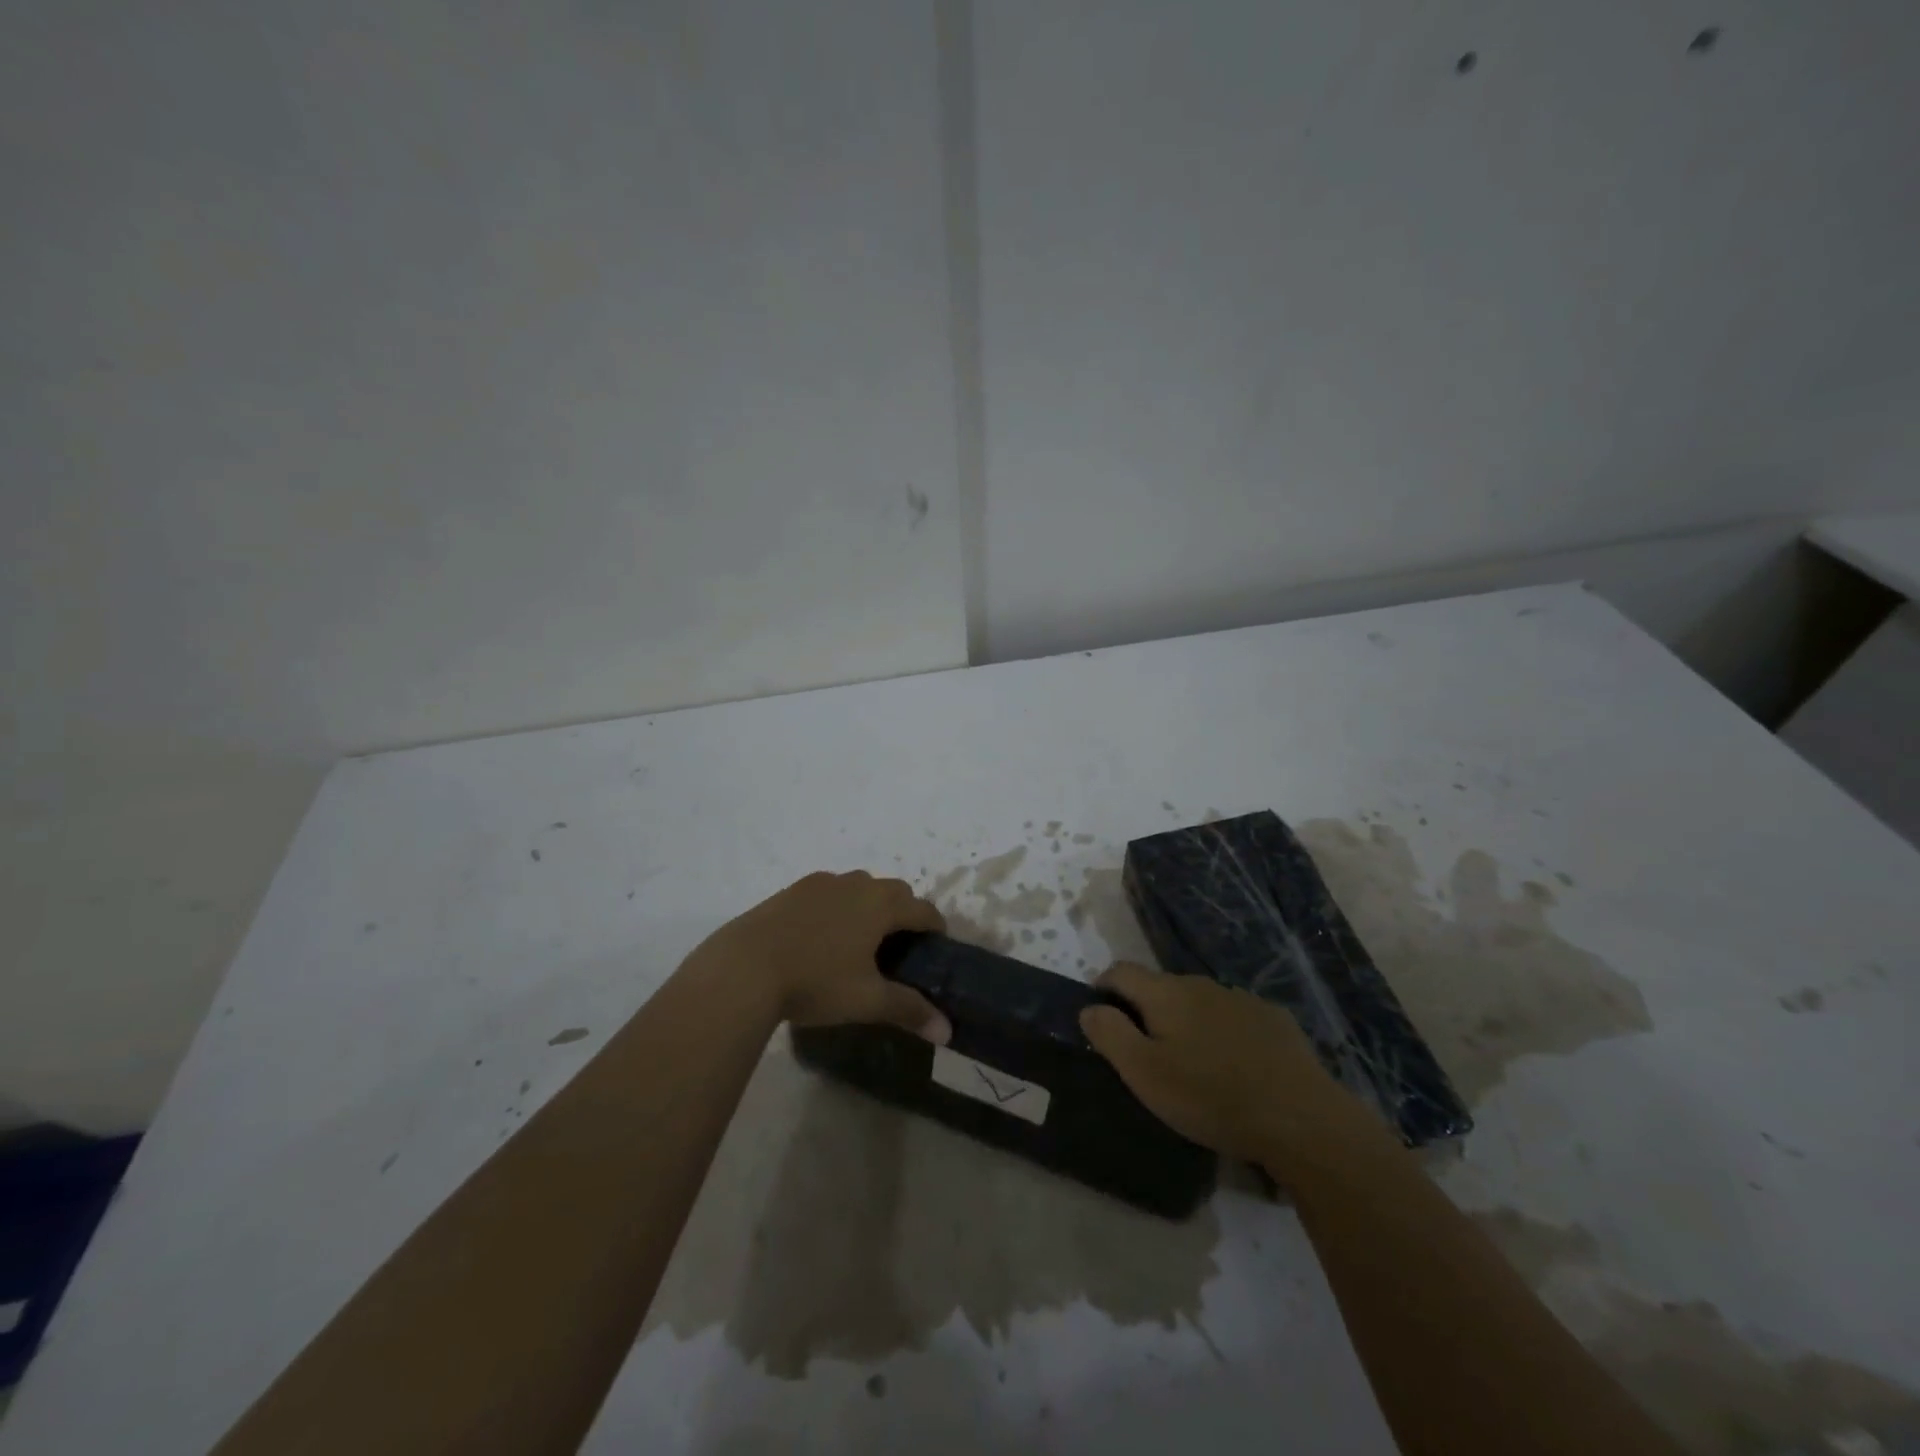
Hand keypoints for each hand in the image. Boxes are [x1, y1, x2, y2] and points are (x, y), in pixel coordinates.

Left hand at [698, 871, 951, 1042]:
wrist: (743, 968)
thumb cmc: (815, 982)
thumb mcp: (866, 1000)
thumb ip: (909, 1010)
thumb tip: (947, 1031)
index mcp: (881, 905)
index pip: (923, 909)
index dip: (935, 927)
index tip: (936, 947)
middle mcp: (856, 885)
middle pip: (894, 890)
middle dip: (904, 911)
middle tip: (899, 946)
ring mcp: (821, 883)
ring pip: (859, 886)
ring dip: (869, 904)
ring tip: (860, 939)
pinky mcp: (792, 890)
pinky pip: (828, 891)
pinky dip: (838, 905)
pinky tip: (821, 935)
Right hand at [1079, 962, 1391, 1180]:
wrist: (1300, 1118)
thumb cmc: (1210, 1096)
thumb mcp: (1144, 1074)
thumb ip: (1110, 1034)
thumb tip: (1089, 1007)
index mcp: (1165, 993)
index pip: (1120, 971)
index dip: (1103, 988)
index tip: (1100, 1017)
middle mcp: (1200, 984)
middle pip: (1160, 987)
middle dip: (1146, 1010)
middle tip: (1146, 1053)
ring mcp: (1240, 998)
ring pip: (1199, 1002)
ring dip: (1186, 1022)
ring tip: (1192, 1064)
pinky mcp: (1273, 1019)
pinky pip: (1233, 1017)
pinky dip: (1223, 1033)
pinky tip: (1234, 1067)